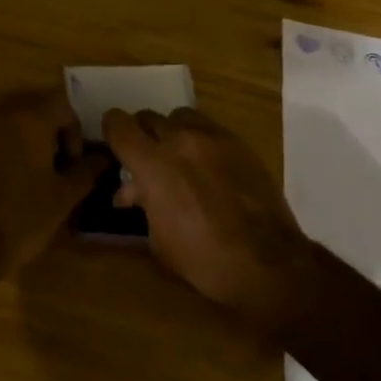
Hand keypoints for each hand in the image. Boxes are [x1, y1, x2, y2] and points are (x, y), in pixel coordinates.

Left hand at [0, 90, 101, 271]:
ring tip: (27, 174)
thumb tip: (101, 158)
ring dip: (21, 139)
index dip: (74, 131)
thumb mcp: (63, 197)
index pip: (62, 104)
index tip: (72, 163)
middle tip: (53, 166)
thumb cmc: (22, 217)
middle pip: (32, 107)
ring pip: (6, 121)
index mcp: (30, 118)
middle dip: (47, 131)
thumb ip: (86, 171)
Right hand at [105, 107, 318, 335]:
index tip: (113, 141)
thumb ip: (143, 204)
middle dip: (142, 135)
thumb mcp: (158, 239)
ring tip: (178, 158)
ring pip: (180, 117)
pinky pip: (209, 128)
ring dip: (171, 132)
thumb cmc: (204, 259)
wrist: (269, 263)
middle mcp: (179, 140)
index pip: (119, 125)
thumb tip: (134, 190)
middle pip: (148, 117)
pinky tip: (208, 166)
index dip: (111, 130)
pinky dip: (199, 140)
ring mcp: (212, 137)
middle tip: (145, 158)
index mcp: (153, 164)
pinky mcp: (239, 143)